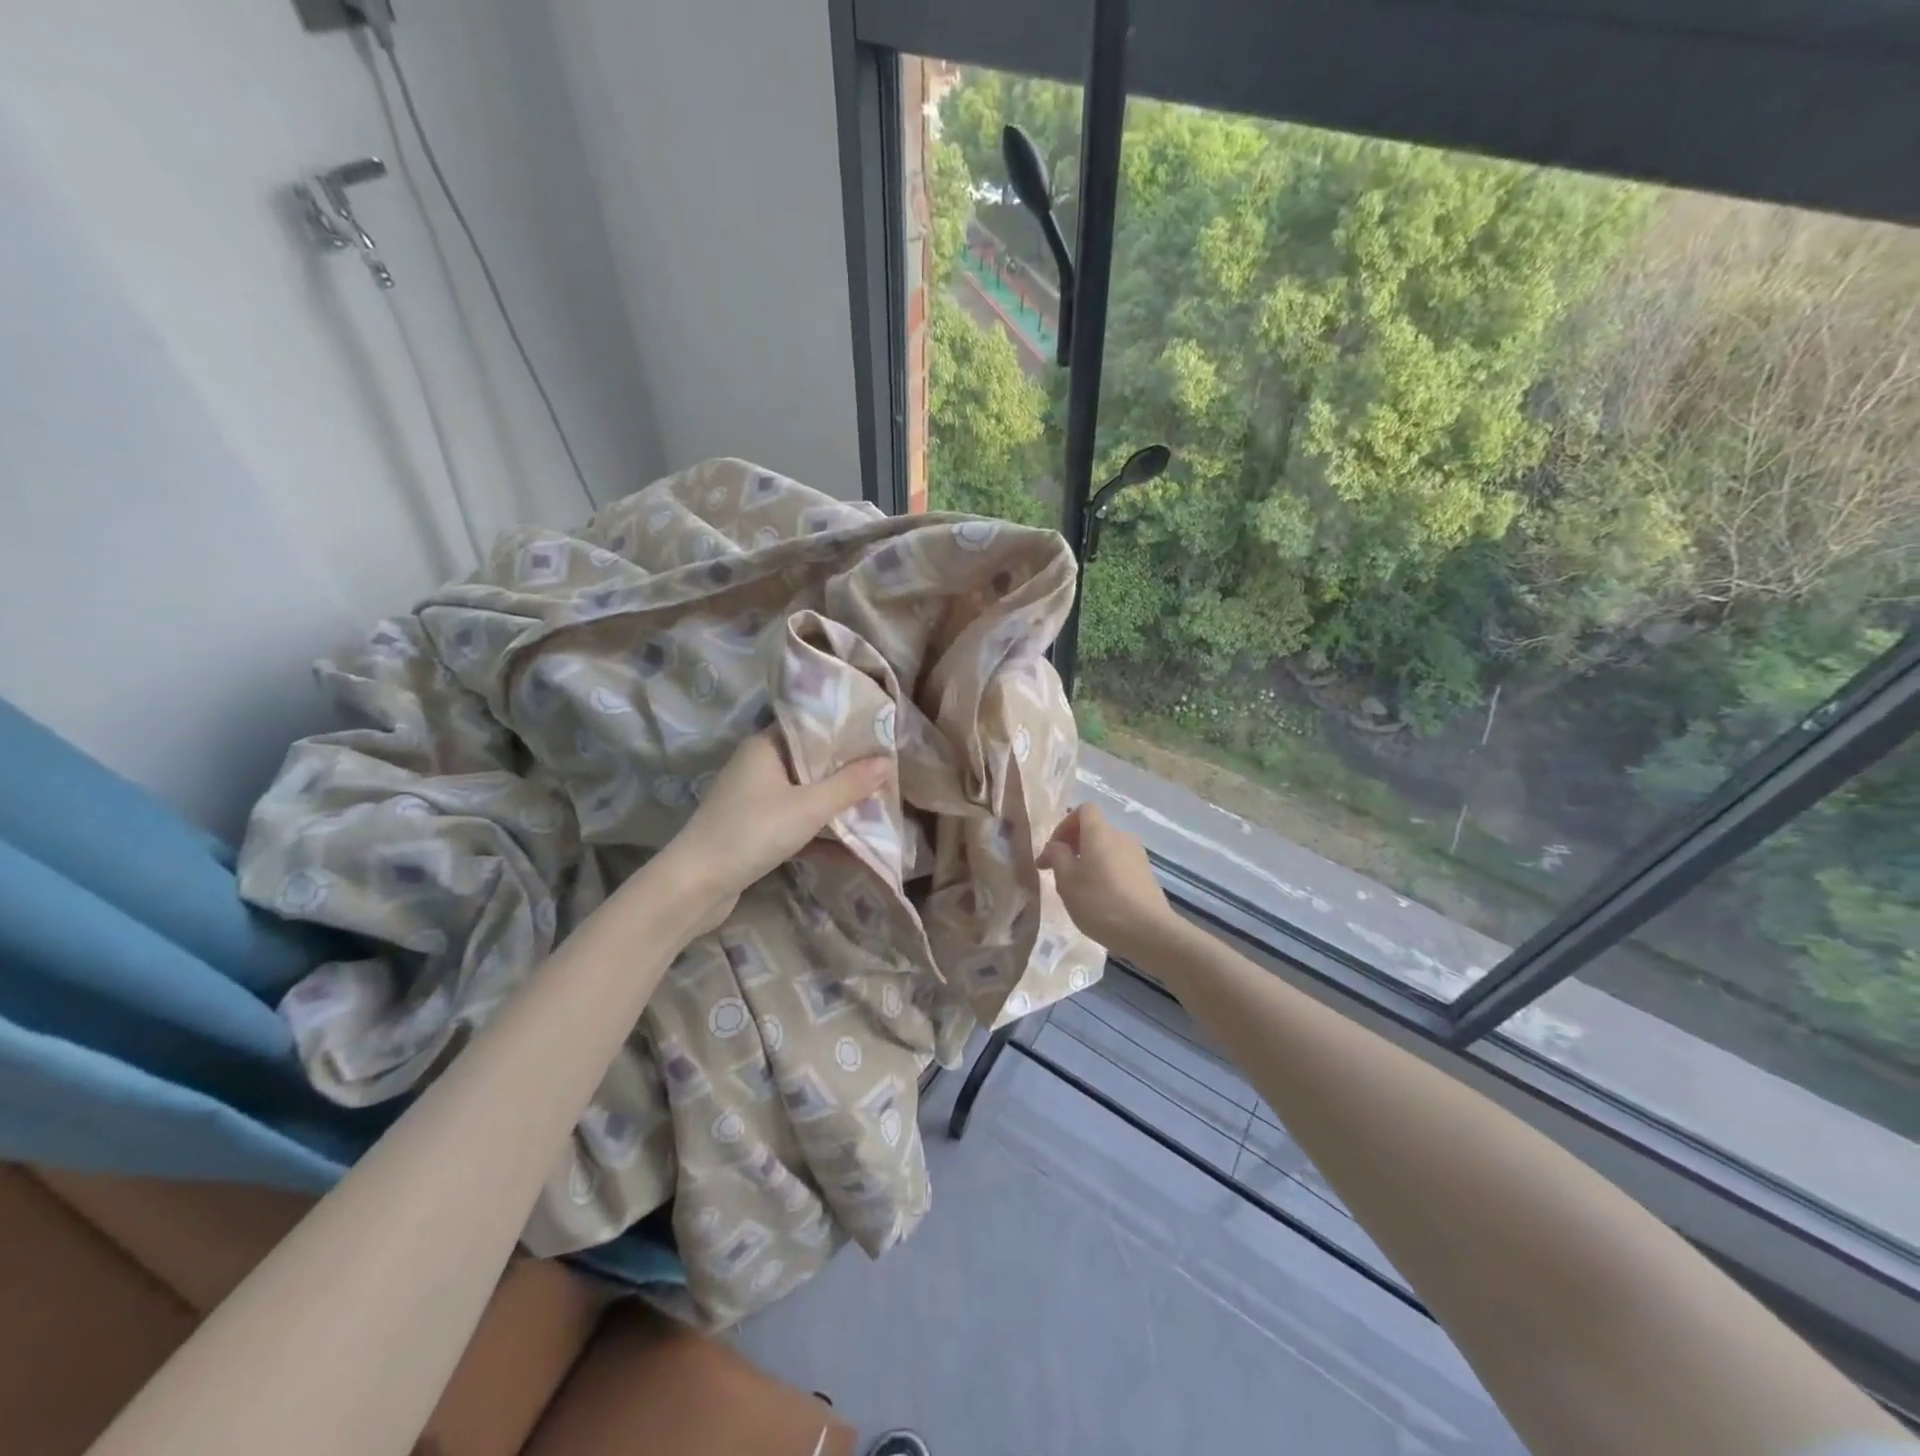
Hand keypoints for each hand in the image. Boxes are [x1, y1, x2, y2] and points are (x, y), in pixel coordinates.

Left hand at [666, 732, 891, 930]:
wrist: (696, 885)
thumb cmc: (753, 832)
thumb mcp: (809, 807)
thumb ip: (849, 785)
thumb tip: (886, 761)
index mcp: (766, 746)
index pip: (812, 727)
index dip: (847, 732)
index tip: (881, 738)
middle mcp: (759, 765)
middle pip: (812, 761)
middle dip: (848, 771)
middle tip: (887, 773)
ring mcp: (755, 798)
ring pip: (806, 793)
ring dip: (836, 803)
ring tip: (877, 804)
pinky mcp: (755, 828)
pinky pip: (796, 820)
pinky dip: (819, 829)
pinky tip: (851, 845)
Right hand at [1037, 804, 1174, 957]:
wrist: (1149, 932)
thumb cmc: (1101, 903)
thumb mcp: (1067, 881)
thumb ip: (1057, 857)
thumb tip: (1056, 846)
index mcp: (1100, 832)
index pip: (1084, 809)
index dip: (1065, 824)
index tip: (1054, 850)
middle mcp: (1121, 837)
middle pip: (1095, 830)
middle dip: (1074, 846)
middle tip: (1060, 872)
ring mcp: (1138, 855)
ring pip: (1107, 848)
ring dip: (1090, 860)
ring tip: (1079, 889)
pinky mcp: (1147, 874)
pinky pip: (1119, 864)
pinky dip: (1106, 872)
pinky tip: (1101, 899)